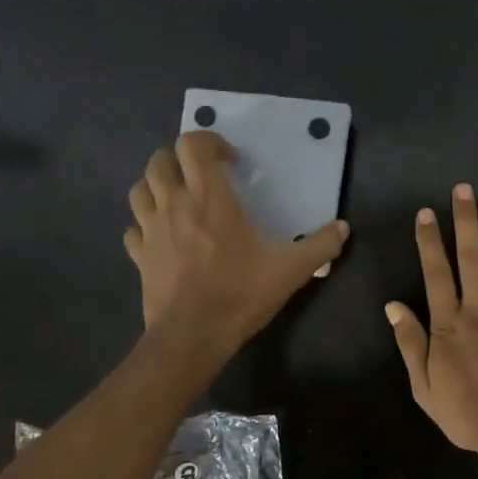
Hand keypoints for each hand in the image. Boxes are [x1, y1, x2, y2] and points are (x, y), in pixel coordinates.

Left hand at [125, 131, 348, 354]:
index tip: (231, 160)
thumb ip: (320, 245)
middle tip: (202, 175)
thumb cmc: (240, 294)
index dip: (210, 142)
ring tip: (177, 199)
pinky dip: (145, 225)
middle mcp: (174, 204)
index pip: (193, 145)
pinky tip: (161, 237)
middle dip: (178, 159)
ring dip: (156, 186)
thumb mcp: (290, 270)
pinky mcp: (139, 256)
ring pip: (139, 190)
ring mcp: (151, 230)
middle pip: (159, 161)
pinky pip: (134, 229)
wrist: (192, 336)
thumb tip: (343, 228)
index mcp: (209, 198)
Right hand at [385, 184, 477, 466]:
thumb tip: (392, 306)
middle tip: (463, 189)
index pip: (436, 273)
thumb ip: (411, 343)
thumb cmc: (467, 413)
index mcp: (449, 324)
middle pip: (472, 257)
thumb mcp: (424, 386)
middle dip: (466, 221)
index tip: (427, 213)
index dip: (430, 241)